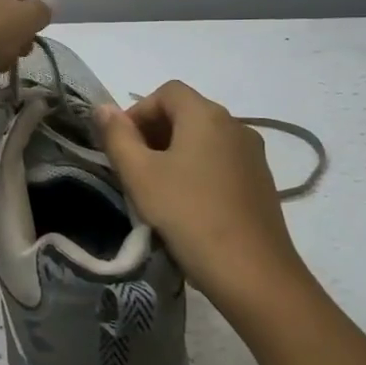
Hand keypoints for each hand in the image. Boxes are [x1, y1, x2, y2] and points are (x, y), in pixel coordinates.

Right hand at [95, 81, 309, 315]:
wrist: (253, 272)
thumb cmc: (188, 215)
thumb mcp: (140, 176)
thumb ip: (117, 137)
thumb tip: (103, 108)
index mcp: (206, 115)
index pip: (167, 92)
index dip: (138, 111)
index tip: (122, 146)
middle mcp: (235, 125)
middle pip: (187, 112)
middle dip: (154, 132)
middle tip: (133, 169)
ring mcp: (253, 154)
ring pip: (204, 139)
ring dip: (175, 153)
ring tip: (157, 189)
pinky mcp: (262, 182)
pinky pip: (221, 161)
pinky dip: (198, 170)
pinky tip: (187, 205)